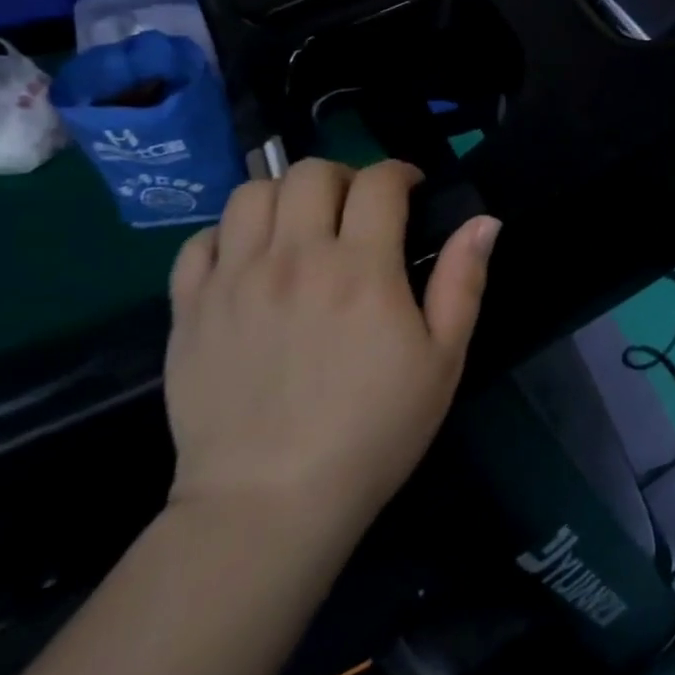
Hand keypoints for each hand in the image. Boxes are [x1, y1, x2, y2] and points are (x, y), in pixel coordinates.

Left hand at [164, 159, 499, 548]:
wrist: (269, 503)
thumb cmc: (373, 432)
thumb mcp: (443, 360)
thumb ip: (463, 281)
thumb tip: (484, 221)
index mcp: (361, 268)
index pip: (379, 181)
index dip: (401, 172)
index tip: (411, 190)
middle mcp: (295, 258)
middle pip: (311, 172)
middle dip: (344, 176)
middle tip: (357, 209)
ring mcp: (234, 280)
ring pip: (253, 193)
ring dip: (286, 196)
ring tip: (302, 227)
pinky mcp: (190, 309)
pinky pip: (201, 241)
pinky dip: (229, 235)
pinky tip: (248, 260)